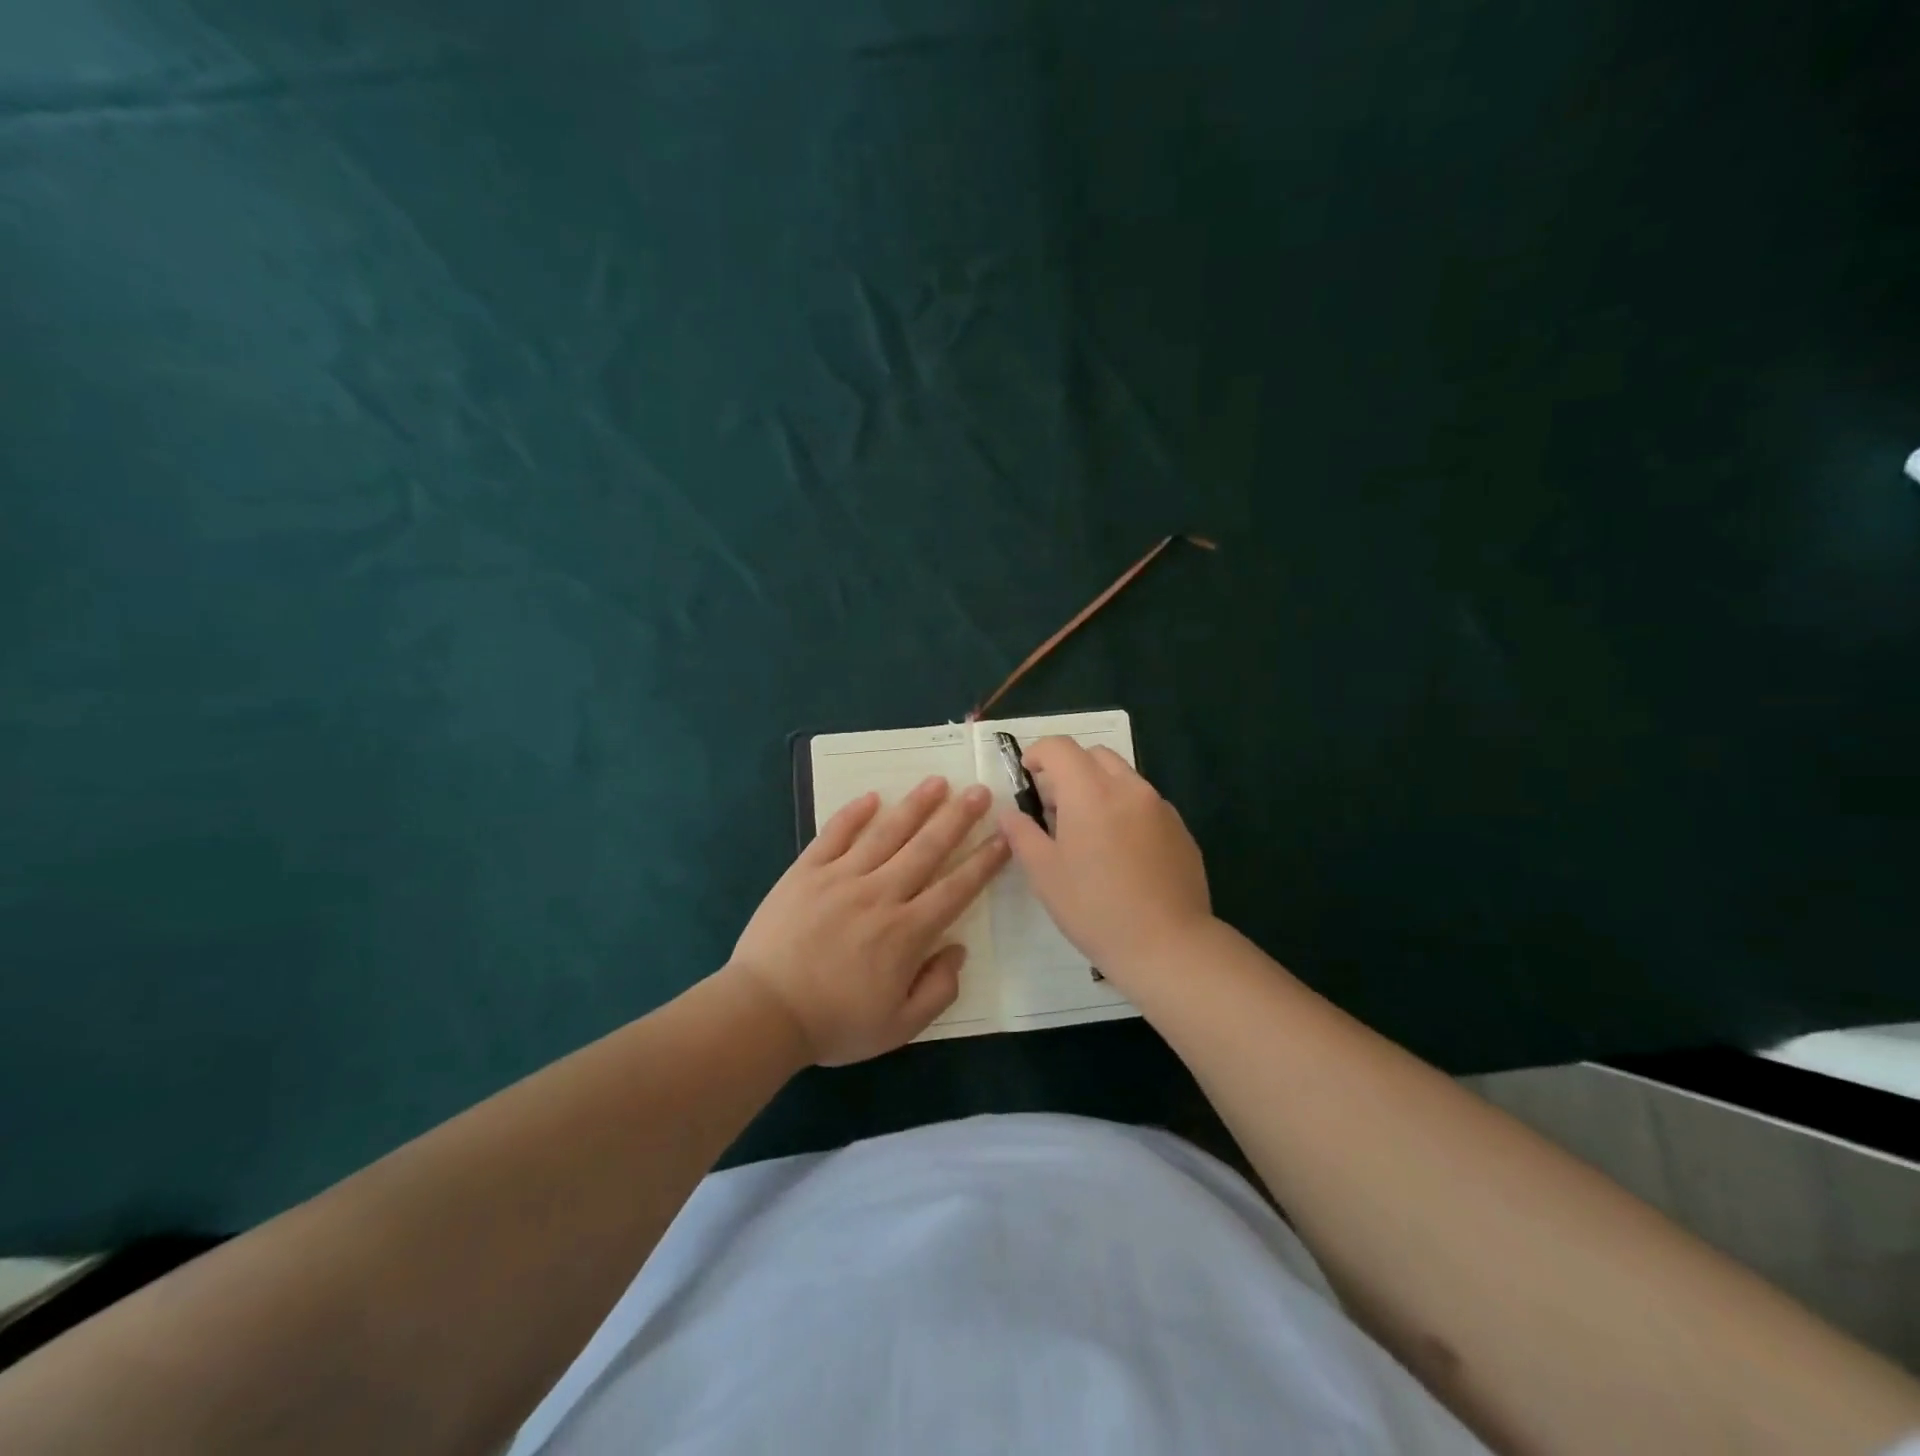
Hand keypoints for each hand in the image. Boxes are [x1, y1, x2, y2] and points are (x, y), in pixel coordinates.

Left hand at [728, 777, 1009, 1065]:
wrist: (762, 1013)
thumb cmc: (833, 1024)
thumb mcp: (898, 1027)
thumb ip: (937, 990)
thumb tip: (957, 949)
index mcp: (907, 932)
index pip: (956, 888)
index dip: (984, 862)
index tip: (1004, 836)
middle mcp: (880, 894)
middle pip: (927, 849)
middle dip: (958, 818)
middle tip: (980, 791)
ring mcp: (841, 878)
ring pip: (886, 833)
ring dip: (915, 806)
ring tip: (937, 782)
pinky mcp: (806, 872)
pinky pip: (834, 835)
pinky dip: (854, 814)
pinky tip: (872, 796)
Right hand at [999, 737, 1211, 986]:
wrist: (1168, 945)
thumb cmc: (1095, 909)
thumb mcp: (1045, 874)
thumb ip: (1022, 835)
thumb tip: (1010, 813)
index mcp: (1091, 792)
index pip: (1060, 748)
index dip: (1038, 753)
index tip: (1026, 774)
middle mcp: (1129, 788)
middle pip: (1095, 755)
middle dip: (1069, 768)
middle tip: (1054, 805)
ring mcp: (1160, 807)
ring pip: (1123, 777)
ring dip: (1098, 788)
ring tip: (1087, 831)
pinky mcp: (1180, 829)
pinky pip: (1145, 804)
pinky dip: (1124, 810)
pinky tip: (1120, 852)